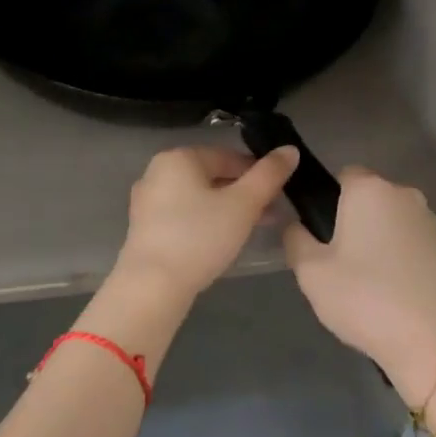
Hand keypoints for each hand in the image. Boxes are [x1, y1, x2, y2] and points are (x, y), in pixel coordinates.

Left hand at [114, 145, 300, 297]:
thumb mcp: (243, 204)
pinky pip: (183, 214)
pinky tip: (222, 241)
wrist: (152, 287)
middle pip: (212, 176)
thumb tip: (290, 149)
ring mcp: (147, 201)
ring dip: (228, 208)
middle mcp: (157, 171)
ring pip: (198, 197)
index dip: (258, 172)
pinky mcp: (144, 228)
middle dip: (244, 193)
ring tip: (253, 228)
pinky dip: (205, 221)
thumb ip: (269, 175)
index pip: (228, 156)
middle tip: (270, 213)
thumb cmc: (200, 236)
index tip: (279, 193)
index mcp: (179, 157)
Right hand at [283, 166, 435, 409]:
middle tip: (341, 261)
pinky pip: (414, 241)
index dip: (330, 201)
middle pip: (370, 197)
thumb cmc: (364, 298)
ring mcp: (431, 220)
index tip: (322, 234)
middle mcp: (404, 194)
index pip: (343, 175)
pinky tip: (396, 289)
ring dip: (381, 237)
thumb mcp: (311, 273)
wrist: (432, 342)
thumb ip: (295, 239)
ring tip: (370, 280)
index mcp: (369, 189)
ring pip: (394, 219)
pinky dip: (403, 255)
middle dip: (355, 219)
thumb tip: (296, 225)